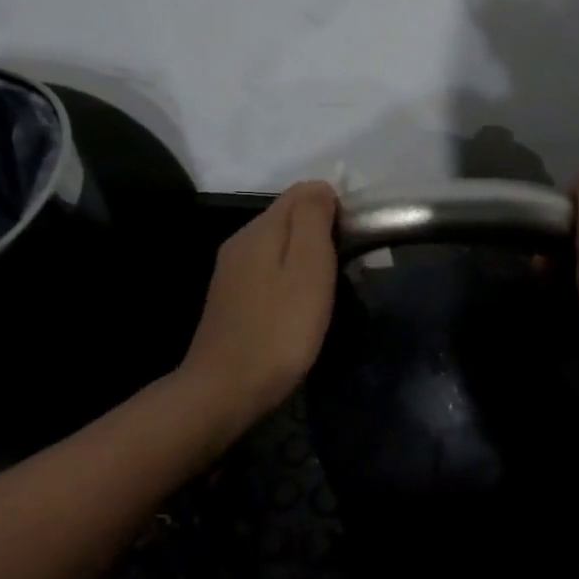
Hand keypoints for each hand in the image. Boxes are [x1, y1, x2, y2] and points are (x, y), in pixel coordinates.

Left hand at [179, 180, 339, 428]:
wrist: (225, 391)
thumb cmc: (279, 329)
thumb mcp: (308, 268)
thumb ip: (313, 219)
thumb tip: (321, 187)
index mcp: (260, 229)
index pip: (302, 192)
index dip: (335, 208)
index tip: (353, 242)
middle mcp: (240, 241)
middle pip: (288, 217)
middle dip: (321, 232)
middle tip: (346, 268)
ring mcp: (231, 272)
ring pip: (278, 245)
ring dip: (306, 257)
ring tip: (328, 289)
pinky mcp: (230, 299)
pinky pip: (267, 270)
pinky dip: (289, 277)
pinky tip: (299, 306)